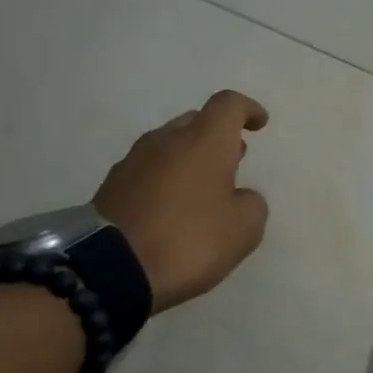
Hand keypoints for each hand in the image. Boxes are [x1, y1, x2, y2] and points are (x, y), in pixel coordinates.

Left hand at [93, 90, 269, 311]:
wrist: (112, 267)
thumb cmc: (189, 240)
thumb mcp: (244, 229)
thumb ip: (252, 204)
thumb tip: (240, 196)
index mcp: (203, 141)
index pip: (228, 105)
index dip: (247, 110)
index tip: (259, 124)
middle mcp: (166, 139)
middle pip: (196, 122)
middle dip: (218, 136)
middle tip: (235, 160)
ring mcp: (134, 161)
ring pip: (170, 145)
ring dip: (191, 159)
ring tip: (206, 188)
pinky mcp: (113, 185)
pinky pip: (150, 170)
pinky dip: (168, 179)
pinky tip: (175, 208)